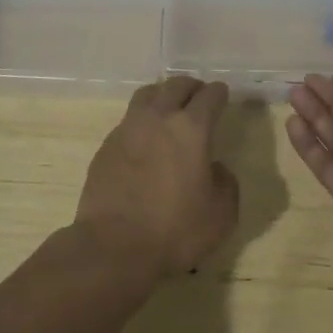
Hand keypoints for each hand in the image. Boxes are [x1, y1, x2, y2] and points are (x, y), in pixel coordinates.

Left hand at [77, 77, 239, 279]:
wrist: (114, 247)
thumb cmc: (175, 231)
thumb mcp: (221, 214)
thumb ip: (225, 183)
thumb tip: (215, 168)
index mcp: (191, 128)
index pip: (209, 96)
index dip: (219, 93)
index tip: (223, 95)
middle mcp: (158, 118)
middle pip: (176, 85)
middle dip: (191, 87)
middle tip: (198, 97)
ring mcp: (128, 129)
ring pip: (147, 95)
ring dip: (163, 95)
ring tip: (169, 109)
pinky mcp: (106, 145)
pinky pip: (128, 120)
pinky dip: (141, 121)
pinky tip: (145, 141)